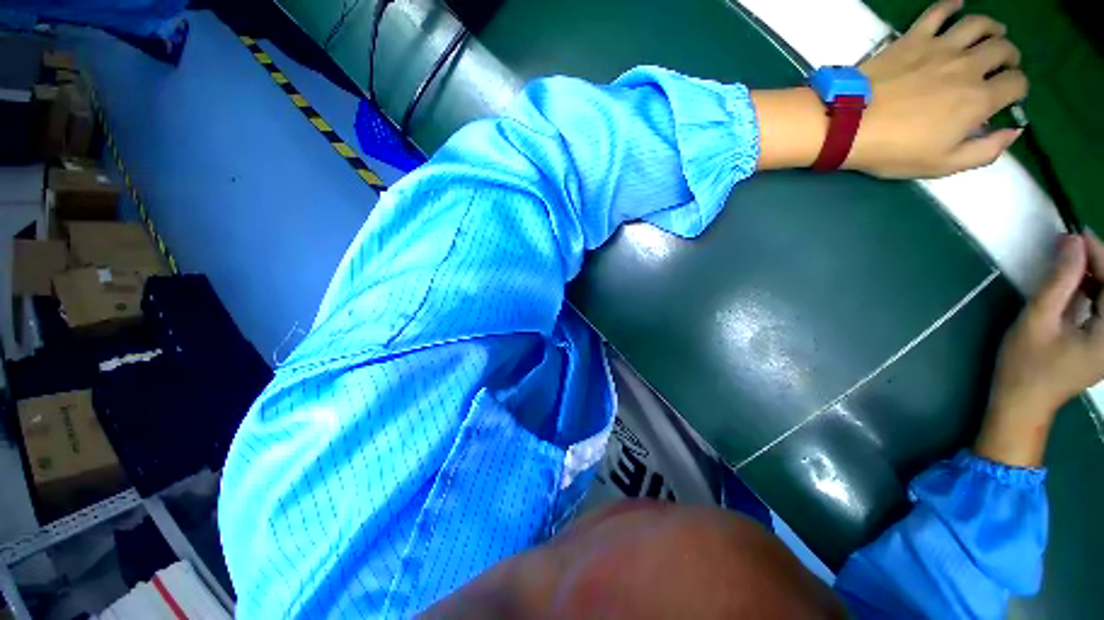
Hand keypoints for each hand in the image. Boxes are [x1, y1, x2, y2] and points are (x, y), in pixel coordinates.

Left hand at [850, 0, 1027, 177]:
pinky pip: (937, 11)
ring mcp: (939, 47)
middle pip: (1002, 50)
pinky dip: (950, 4)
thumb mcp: (943, 164)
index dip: (1017, 90)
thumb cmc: (893, 150)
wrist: (848, 126)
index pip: (1016, 84)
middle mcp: (968, 66)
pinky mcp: (912, 38)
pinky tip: (957, 5)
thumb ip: (985, 151)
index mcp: (979, 99)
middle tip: (1001, 65)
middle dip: (1009, 57)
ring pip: (979, 25)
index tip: (1007, 95)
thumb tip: (1013, 132)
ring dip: (991, 28)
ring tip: (991, 36)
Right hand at [976, 233, 1103, 466]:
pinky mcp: (1103, 343)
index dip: (1098, 254)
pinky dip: (1093, 290)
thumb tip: (1072, 242)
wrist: (1021, 403)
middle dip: (1099, 262)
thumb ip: (1059, 281)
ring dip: (1095, 275)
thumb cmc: (1025, 365)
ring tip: (1070, 261)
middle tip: (1071, 245)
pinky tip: (1076, 283)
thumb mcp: (1037, 321)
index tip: (1075, 234)